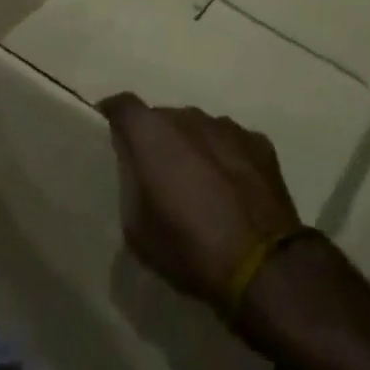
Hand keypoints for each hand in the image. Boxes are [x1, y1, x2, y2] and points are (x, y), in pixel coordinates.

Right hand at [99, 94, 302, 314]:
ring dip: (193, 148)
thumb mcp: (138, 230)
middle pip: (164, 118)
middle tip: (157, 174)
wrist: (261, 264)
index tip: (108, 132)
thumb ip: (132, 188)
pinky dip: (225, 159)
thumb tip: (138, 174)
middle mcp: (189, 116)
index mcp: (153, 133)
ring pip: (199, 129)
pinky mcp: (258, 142)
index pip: (123, 105)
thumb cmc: (188, 247)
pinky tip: (231, 192)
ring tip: (198, 186)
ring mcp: (227, 126)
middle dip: (157, 140)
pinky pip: (231, 143)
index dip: (113, 116)